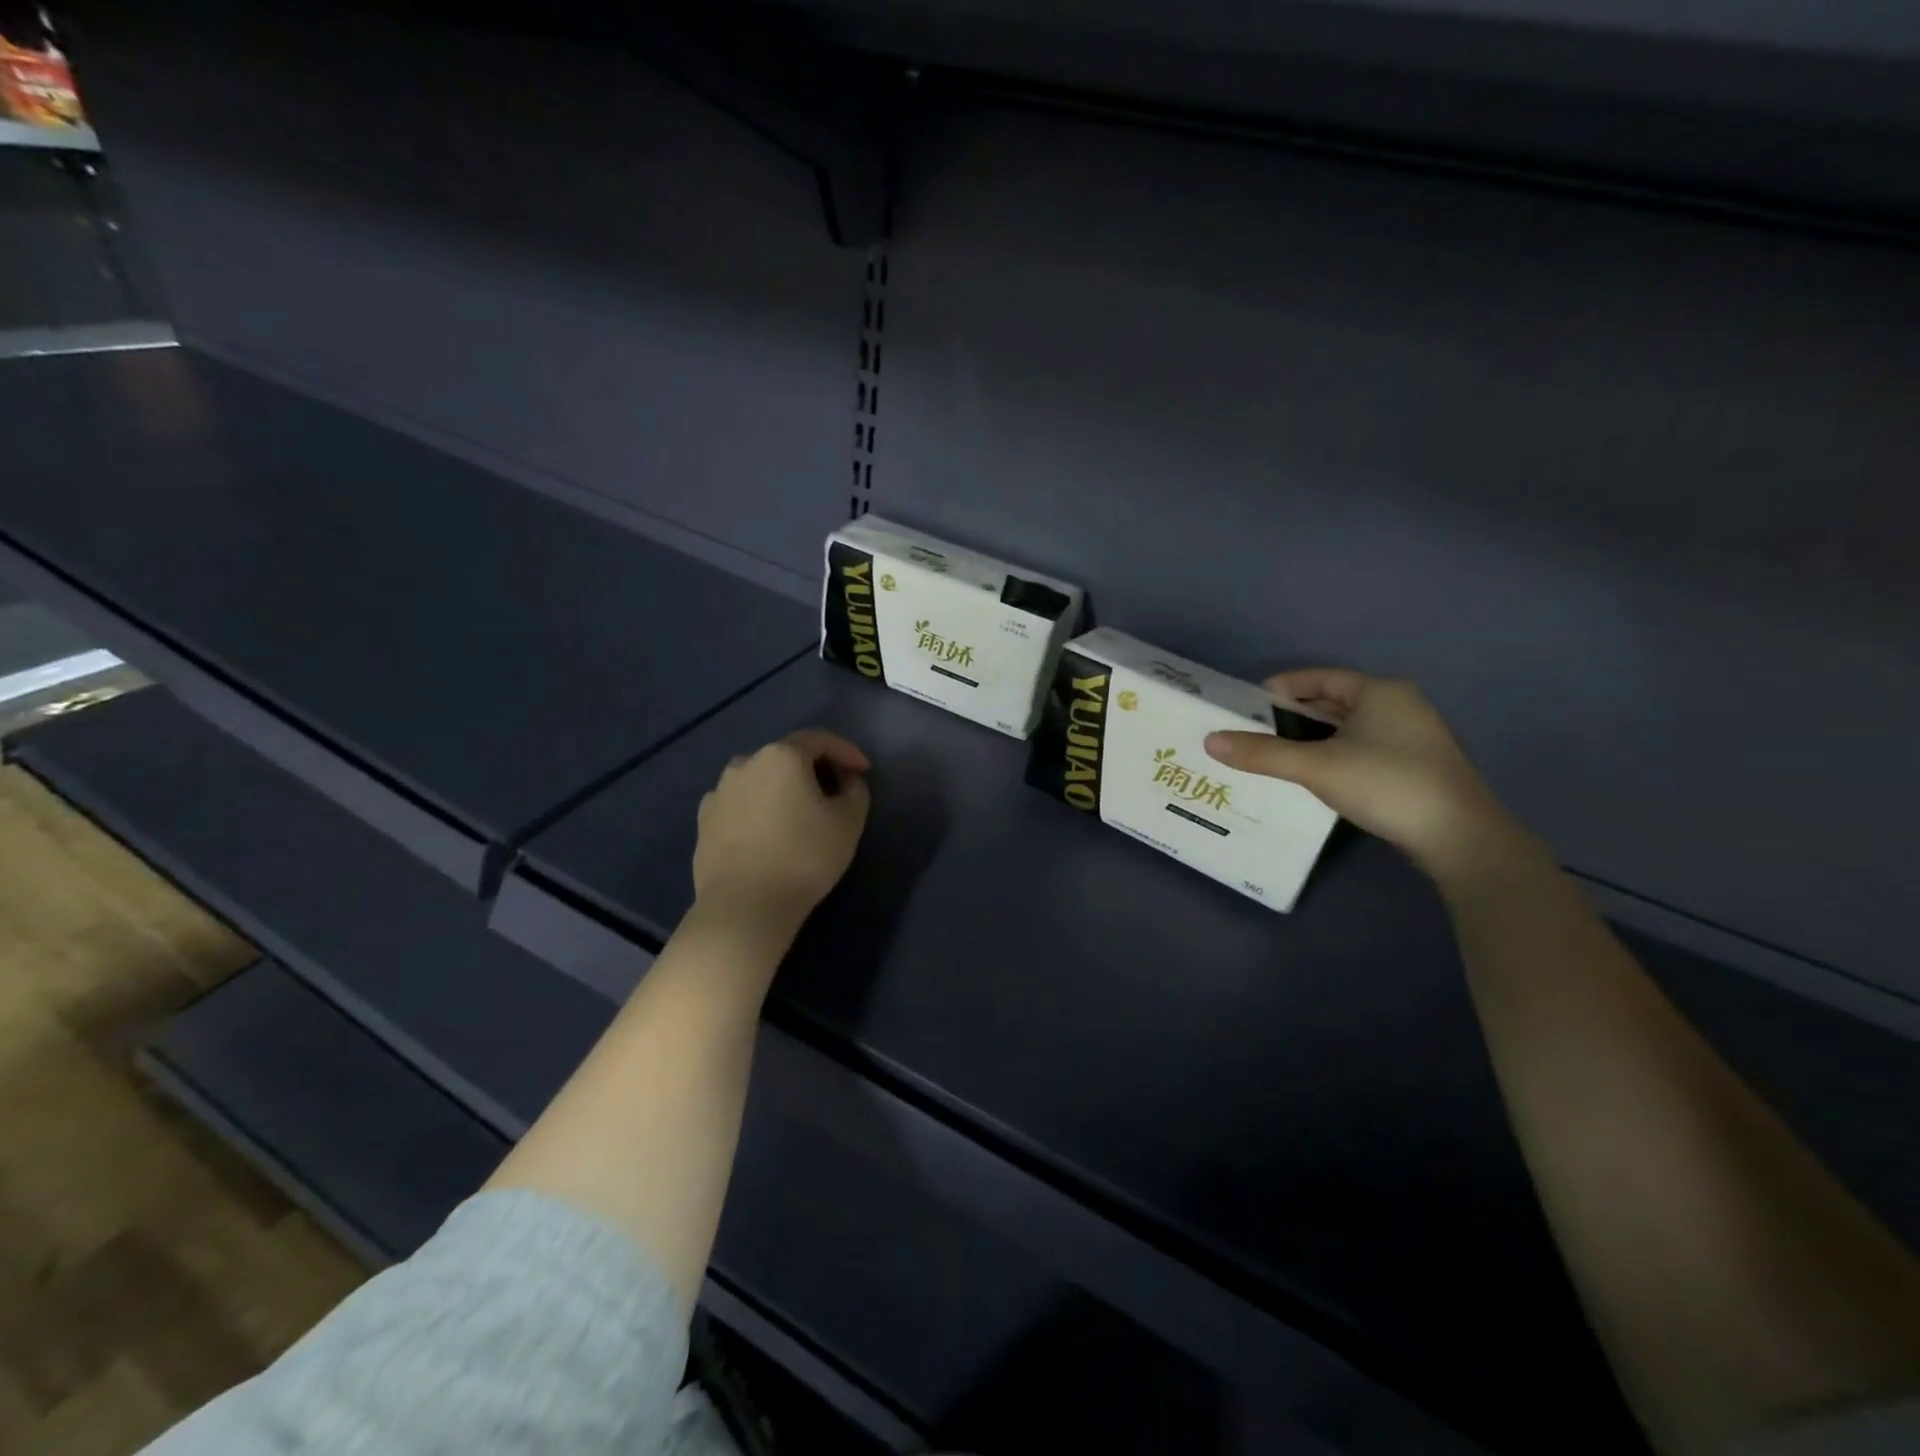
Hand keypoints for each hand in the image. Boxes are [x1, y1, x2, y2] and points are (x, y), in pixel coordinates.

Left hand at [693, 729, 872, 932]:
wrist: (745, 906)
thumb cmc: (804, 856)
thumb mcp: (849, 822)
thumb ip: (855, 791)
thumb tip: (845, 782)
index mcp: (781, 756)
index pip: (819, 740)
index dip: (846, 752)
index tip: (864, 772)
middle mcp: (745, 764)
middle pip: (786, 757)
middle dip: (814, 769)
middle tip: (835, 793)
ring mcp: (719, 793)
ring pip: (759, 780)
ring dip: (781, 789)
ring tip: (798, 813)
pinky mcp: (703, 822)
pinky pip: (739, 805)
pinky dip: (757, 809)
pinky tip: (767, 832)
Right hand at [1205, 668, 1519, 878]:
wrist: (1458, 837)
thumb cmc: (1385, 783)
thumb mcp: (1315, 766)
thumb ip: (1262, 753)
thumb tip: (1210, 741)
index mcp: (1380, 691)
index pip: (1321, 677)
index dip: (1283, 687)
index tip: (1249, 704)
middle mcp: (1400, 705)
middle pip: (1335, 701)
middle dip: (1294, 714)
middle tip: (1255, 730)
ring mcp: (1412, 737)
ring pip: (1349, 727)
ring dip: (1313, 736)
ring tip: (1275, 752)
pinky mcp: (1416, 766)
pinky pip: (1363, 747)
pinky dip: (1334, 753)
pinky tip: (1314, 774)